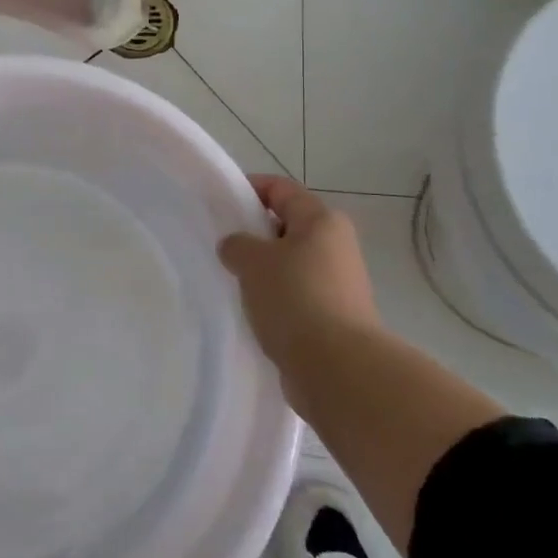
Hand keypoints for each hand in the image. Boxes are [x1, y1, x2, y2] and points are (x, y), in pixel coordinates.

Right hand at [218, 175, 383, 394]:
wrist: (337, 368)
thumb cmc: (295, 298)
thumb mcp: (253, 260)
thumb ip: (237, 244)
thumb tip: (236, 247)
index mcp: (322, 221)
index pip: (281, 189)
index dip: (249, 189)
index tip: (219, 203)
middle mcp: (336, 246)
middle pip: (287, 227)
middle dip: (254, 234)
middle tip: (222, 247)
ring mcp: (339, 284)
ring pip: (290, 264)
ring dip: (263, 271)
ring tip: (232, 282)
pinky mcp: (334, 317)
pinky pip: (296, 296)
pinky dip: (274, 300)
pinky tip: (252, 312)